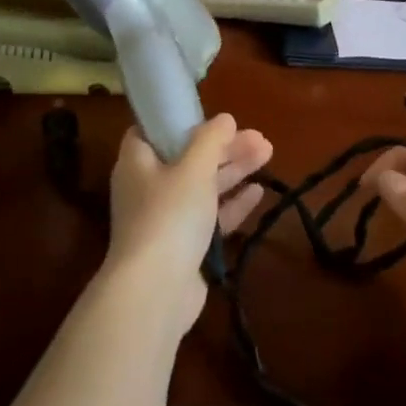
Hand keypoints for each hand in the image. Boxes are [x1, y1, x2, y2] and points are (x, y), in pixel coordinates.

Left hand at [106, 114, 272, 335]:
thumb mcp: (193, 168)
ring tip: (268, 154)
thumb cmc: (169, 215)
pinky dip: (232, 203)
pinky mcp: (184, 245)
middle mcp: (148, 187)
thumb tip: (225, 118)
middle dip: (223, 147)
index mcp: (137, 162)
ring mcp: (166, 219)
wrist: (156, 290)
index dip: (178, 121)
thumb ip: (211, 140)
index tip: (209, 116)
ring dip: (233, 170)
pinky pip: (210, 217)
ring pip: (202, 186)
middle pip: (187, 157)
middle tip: (260, 138)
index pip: (151, 131)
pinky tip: (258, 192)